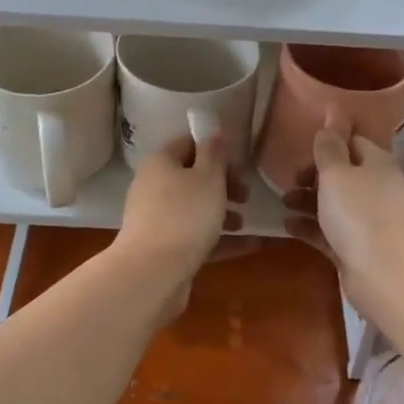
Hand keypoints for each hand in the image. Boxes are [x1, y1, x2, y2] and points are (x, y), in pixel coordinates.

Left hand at [115, 131, 245, 288]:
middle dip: (222, 185)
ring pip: (193, 209)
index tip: (239, 165)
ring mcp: (156, 219)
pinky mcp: (163, 248)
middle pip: (191, 178)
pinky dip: (220, 239)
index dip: (215, 149)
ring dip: (222, 213)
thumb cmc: (185, 215)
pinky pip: (195, 237)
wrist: (153, 273)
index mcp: (160, 163)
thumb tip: (211, 130)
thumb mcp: (208, 178)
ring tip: (246, 224)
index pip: (188, 144)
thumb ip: (213, 153)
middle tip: (246, 195)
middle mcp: (153, 187)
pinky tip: (250, 246)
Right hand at [283, 110, 403, 292]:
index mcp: (377, 163)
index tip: (301, 150)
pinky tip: (287, 226)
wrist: (388, 277)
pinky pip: (329, 231)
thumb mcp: (337, 174)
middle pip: (342, 174)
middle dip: (313, 175)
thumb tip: (333, 111)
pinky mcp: (357, 248)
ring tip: (283, 202)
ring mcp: (368, 221)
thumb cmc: (360, 215)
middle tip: (290, 180)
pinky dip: (310, 227)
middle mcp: (376, 188)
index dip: (327, 142)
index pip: (352, 142)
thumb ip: (330, 146)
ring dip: (307, 201)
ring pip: (334, 203)